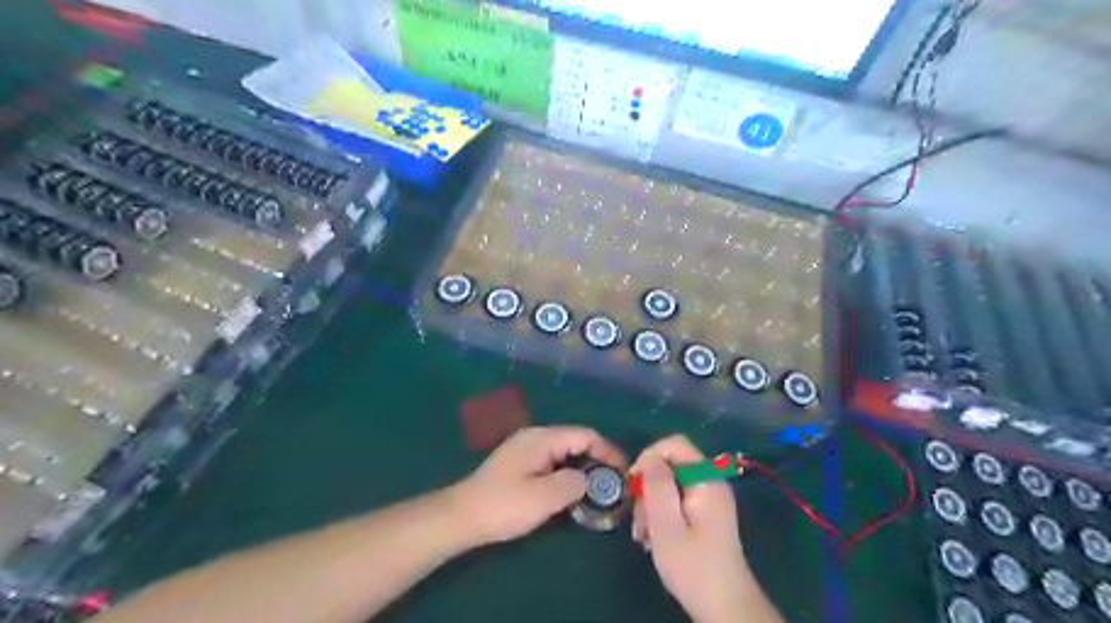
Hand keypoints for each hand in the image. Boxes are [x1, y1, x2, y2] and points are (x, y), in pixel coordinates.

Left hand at [448, 426, 623, 546]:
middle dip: (598, 460)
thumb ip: (574, 484)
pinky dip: (568, 473)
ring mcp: (526, 449)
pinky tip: (572, 492)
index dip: (608, 451)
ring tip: (598, 490)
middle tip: (614, 484)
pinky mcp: (520, 464)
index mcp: (543, 438)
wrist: (462, 515)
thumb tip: (587, 480)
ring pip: (565, 452)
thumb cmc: (504, 505)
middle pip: (576, 441)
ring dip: (583, 468)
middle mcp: (536, 437)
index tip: (624, 472)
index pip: (585, 435)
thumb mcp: (544, 497)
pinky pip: (553, 462)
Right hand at [633, 436, 754, 622]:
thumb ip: (657, 486)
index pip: (675, 444)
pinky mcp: (704, 514)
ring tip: (643, 535)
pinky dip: (661, 514)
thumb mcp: (666, 525)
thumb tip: (649, 458)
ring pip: (669, 484)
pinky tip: (652, 537)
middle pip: (670, 465)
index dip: (650, 456)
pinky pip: (676, 500)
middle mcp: (710, 482)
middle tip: (638, 518)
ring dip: (651, 505)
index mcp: (706, 479)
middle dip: (648, 487)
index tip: (633, 483)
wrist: (723, 606)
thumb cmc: (693, 566)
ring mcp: (708, 498)